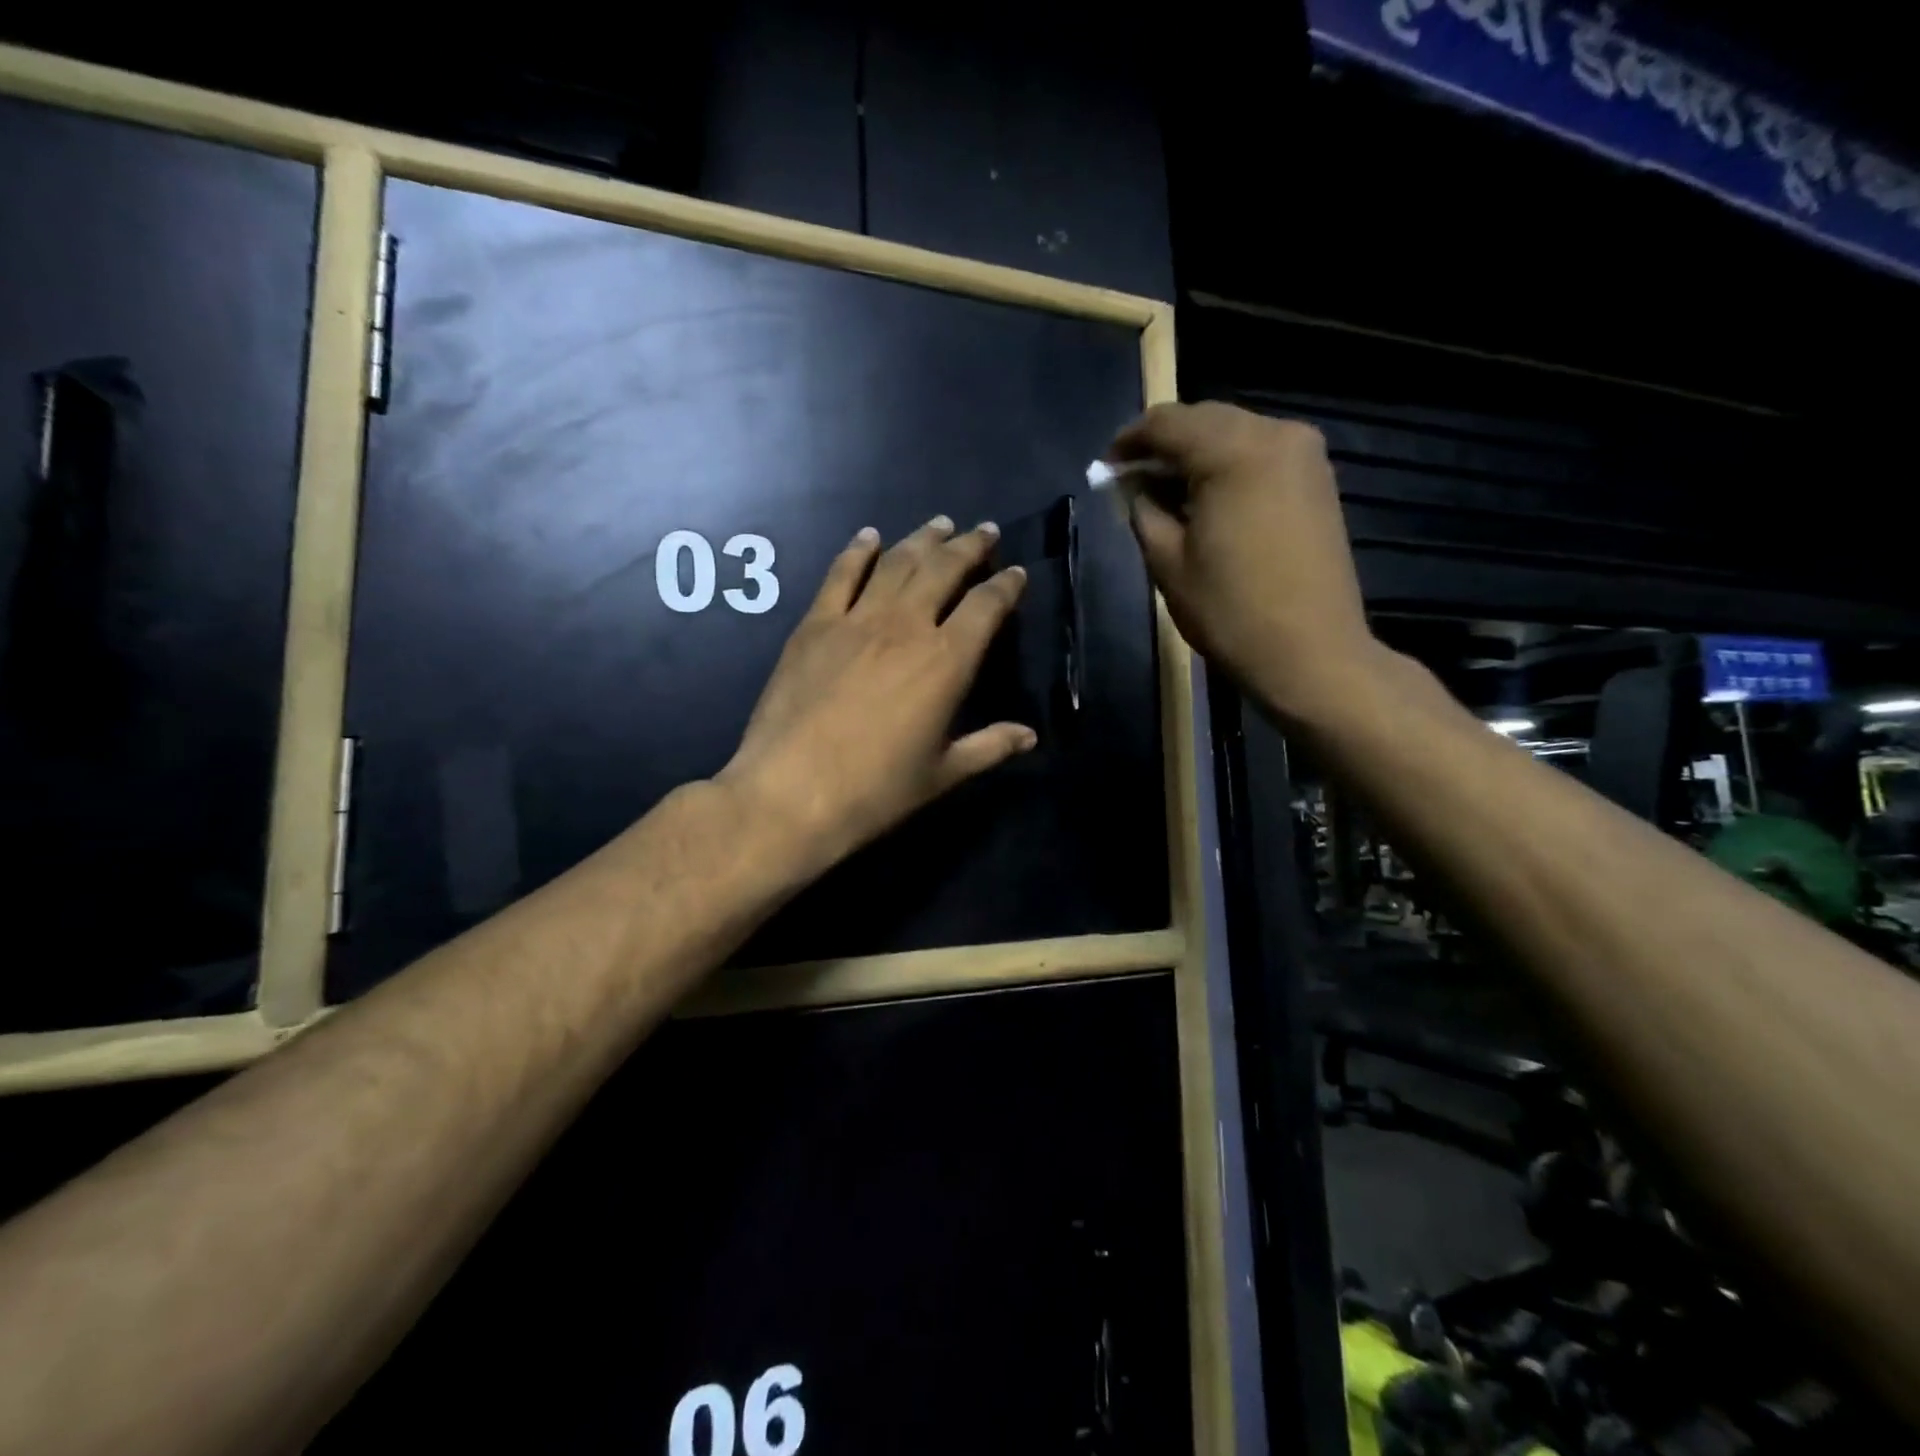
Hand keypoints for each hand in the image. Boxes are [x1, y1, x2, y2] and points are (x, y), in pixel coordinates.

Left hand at [716, 516, 1033, 875]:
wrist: (792, 793)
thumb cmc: (876, 791)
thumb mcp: (943, 774)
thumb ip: (990, 747)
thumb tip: (1030, 736)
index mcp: (946, 662)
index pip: (986, 607)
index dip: (1006, 586)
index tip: (1016, 574)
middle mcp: (906, 627)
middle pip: (944, 570)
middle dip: (969, 546)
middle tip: (984, 531)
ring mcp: (856, 620)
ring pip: (897, 562)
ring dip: (922, 539)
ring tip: (940, 524)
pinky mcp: (814, 625)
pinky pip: (840, 575)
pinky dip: (857, 551)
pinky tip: (869, 536)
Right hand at [1109, 401, 1379, 724]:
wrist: (1310, 652)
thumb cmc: (1230, 610)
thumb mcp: (1167, 561)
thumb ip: (1143, 510)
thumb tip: (1133, 486)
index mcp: (1234, 450)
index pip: (1167, 422)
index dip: (1129, 441)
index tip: (1106, 468)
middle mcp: (1276, 434)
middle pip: (1205, 420)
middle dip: (1164, 445)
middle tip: (1132, 480)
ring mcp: (1305, 454)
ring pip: (1235, 434)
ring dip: (1196, 455)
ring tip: (1166, 493)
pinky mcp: (1318, 479)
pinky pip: (1261, 453)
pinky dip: (1228, 466)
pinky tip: (1207, 499)